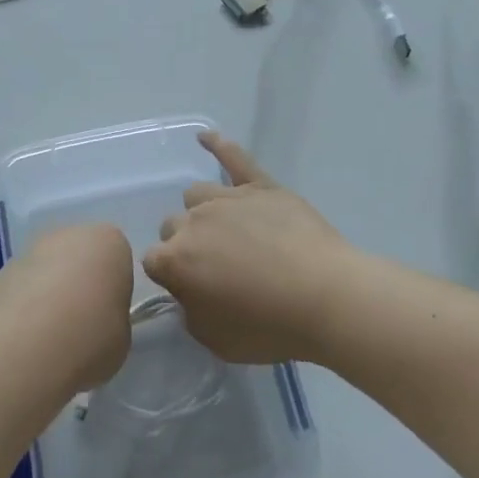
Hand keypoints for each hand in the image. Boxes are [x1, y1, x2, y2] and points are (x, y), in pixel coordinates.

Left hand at [0, 223, 134, 387]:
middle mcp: (68, 235)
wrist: (25, 348)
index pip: (118, 259)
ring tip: (49, 336)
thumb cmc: (90, 337)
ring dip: (50, 293)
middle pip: (80, 257)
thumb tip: (96, 321)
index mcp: (109, 242)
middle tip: (81, 325)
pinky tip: (25, 337)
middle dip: (81, 284)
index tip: (109, 317)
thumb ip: (112, 318)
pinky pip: (23, 287)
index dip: (114, 289)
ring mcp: (30, 250)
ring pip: (49, 270)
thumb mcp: (122, 336)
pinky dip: (25, 305)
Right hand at [142, 132, 355, 364]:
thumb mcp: (215, 340)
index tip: (190, 289)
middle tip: (215, 267)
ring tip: (226, 231)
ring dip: (202, 213)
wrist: (325, 298)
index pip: (153, 261)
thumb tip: (189, 292)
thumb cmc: (269, 327)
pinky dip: (218, 145)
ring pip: (196, 196)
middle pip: (173, 226)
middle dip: (186, 245)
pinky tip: (205, 137)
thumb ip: (190, 311)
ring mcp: (227, 199)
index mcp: (176, 260)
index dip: (170, 276)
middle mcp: (194, 223)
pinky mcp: (261, 187)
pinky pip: (234, 158)